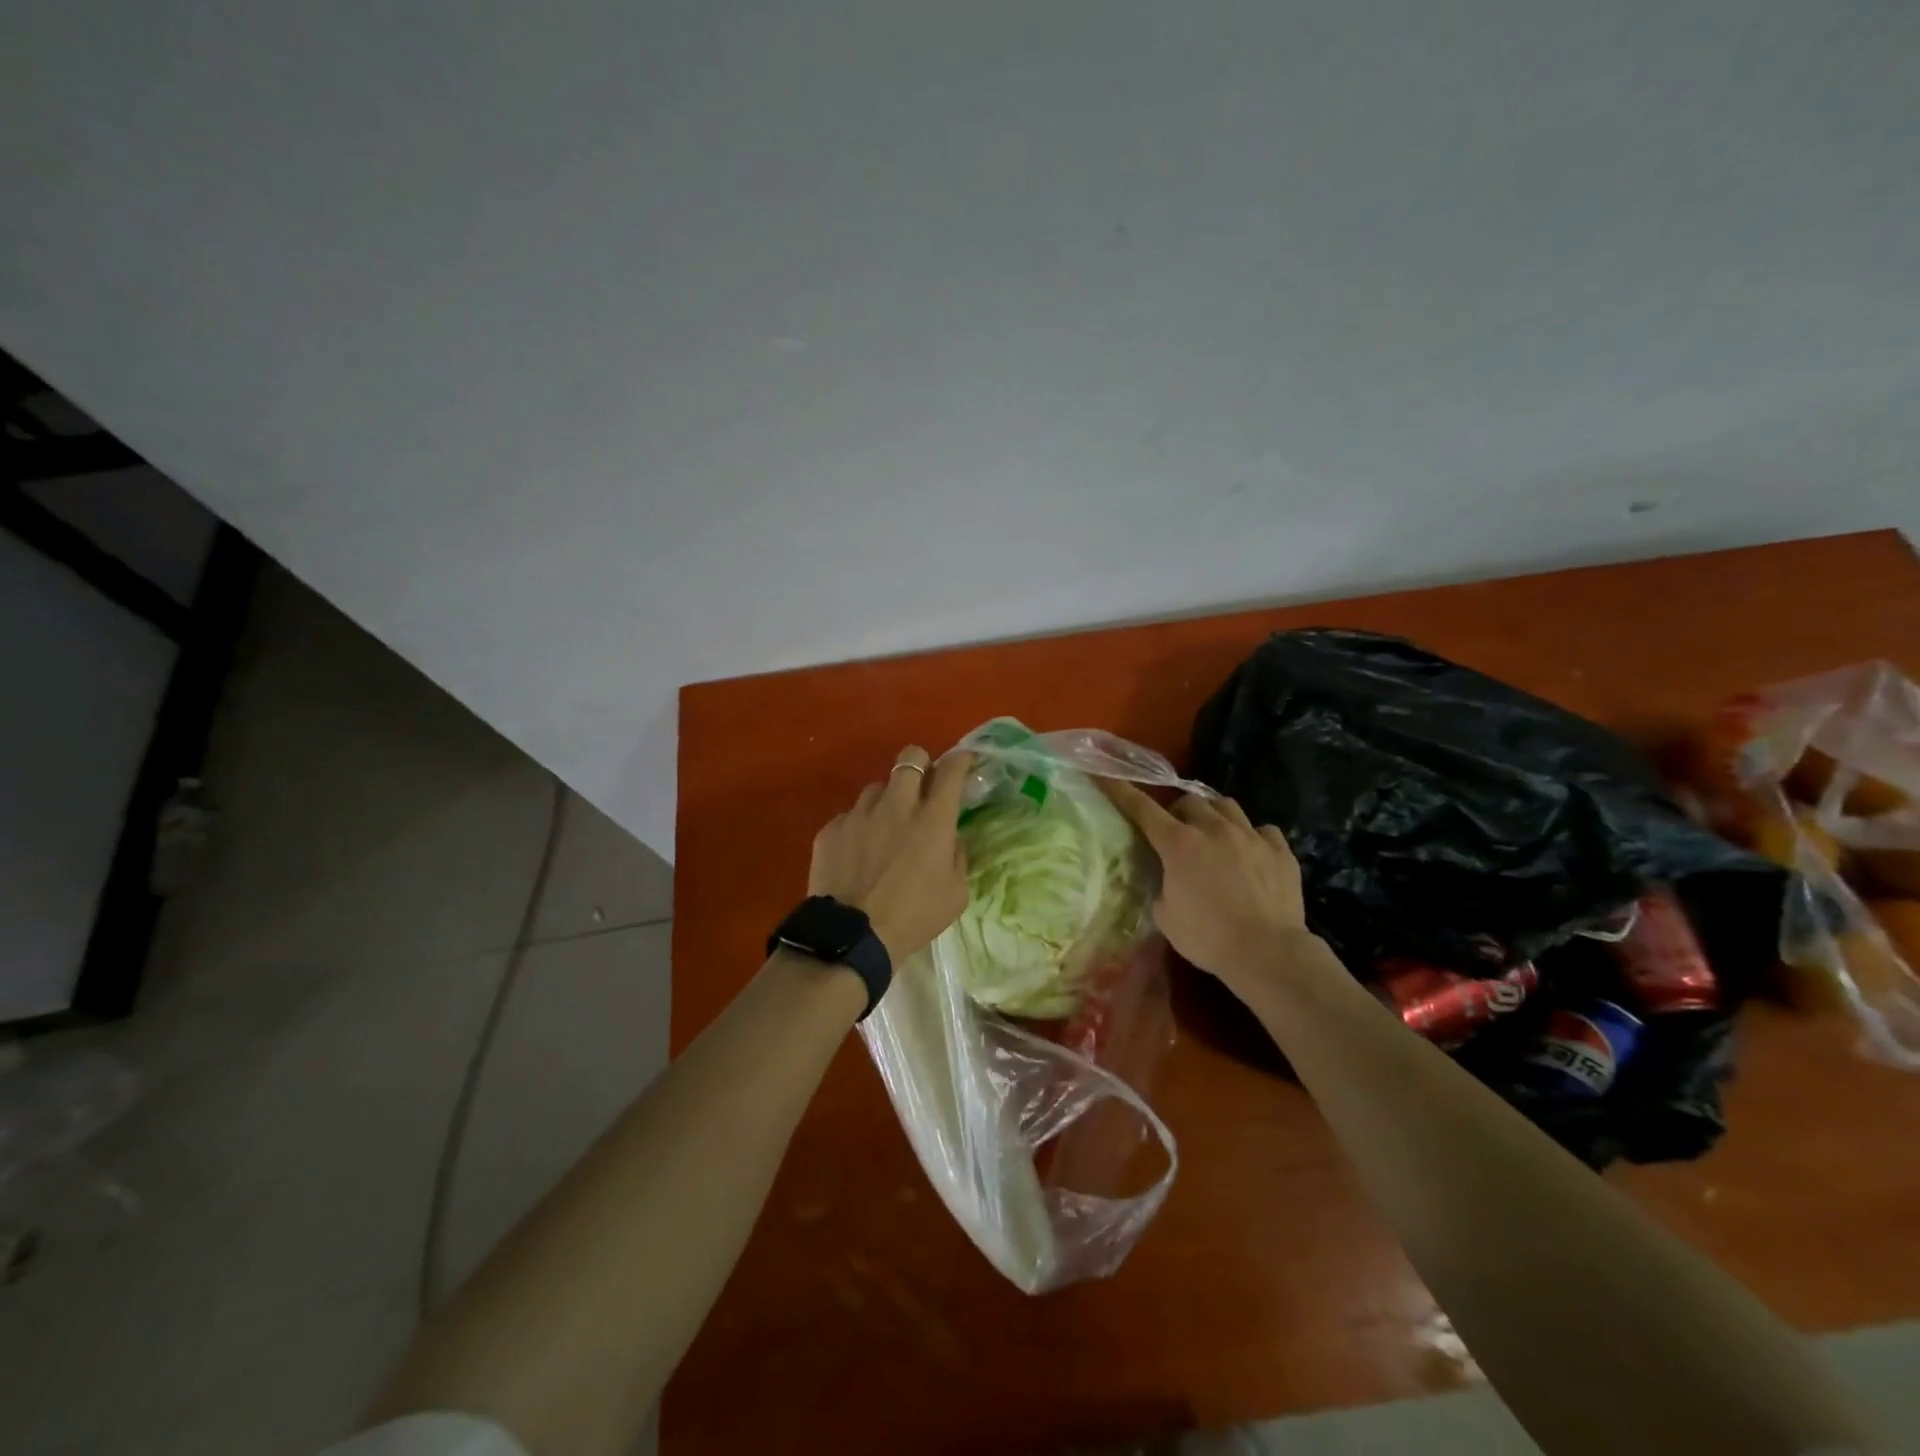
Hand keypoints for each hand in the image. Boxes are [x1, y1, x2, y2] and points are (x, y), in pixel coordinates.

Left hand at [809, 746, 973, 964]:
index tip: (965, 761)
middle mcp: (896, 806)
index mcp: (932, 820)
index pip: (952, 770)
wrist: (852, 937)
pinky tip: (858, 853)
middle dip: (921, 765)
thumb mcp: (955, 894)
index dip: (962, 759)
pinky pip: (850, 816)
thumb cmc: (913, 918)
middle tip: (923, 787)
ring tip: (885, 827)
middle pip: (910, 758)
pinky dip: (859, 827)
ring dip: (888, 800)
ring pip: (877, 787)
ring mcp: (859, 814)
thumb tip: (949, 837)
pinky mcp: (831, 829)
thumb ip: (956, 856)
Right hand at [1100, 781, 1312, 998]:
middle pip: (1190, 800)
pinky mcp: (1280, 850)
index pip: (1143, 809)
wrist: (1268, 953)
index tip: (1107, 776)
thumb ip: (1161, 885)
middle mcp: (1214, 830)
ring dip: (1213, 815)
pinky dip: (1252, 836)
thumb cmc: (1208, 938)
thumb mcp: (1165, 915)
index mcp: (1179, 844)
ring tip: (1214, 834)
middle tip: (1177, 832)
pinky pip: (1263, 830)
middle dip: (1178, 811)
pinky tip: (1251, 853)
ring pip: (1226, 805)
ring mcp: (1251, 836)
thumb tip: (1165, 877)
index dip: (1122, 791)